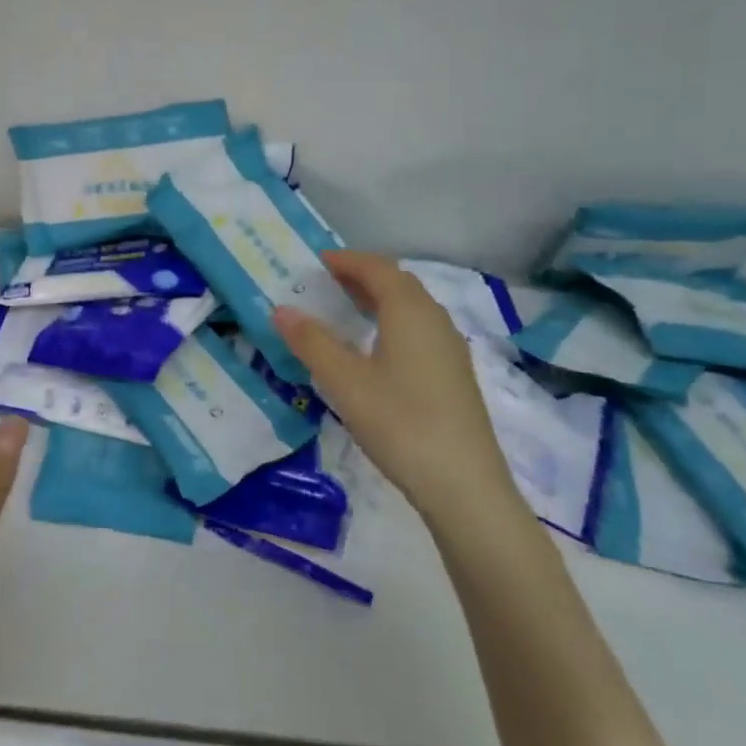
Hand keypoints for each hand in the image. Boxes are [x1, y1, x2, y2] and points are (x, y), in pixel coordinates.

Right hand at [274, 251, 519, 523]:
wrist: (464, 485)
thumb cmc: (400, 423)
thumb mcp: (344, 382)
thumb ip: (311, 342)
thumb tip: (282, 309)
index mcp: (410, 312)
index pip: (378, 268)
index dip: (347, 260)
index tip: (317, 262)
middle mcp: (435, 321)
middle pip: (398, 283)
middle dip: (362, 276)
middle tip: (326, 283)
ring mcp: (450, 349)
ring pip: (412, 308)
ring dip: (379, 300)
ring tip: (346, 311)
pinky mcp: (455, 375)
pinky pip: (420, 330)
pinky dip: (393, 323)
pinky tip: (375, 350)